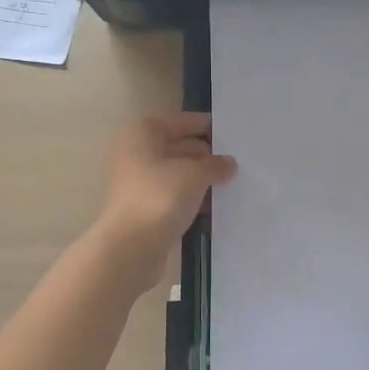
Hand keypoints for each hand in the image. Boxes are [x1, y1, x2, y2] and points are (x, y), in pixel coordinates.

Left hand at [93, 113, 235, 290]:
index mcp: (143, 134)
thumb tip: (228, 163)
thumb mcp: (195, 174)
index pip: (181, 122)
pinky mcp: (144, 209)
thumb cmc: (161, 197)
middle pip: (178, 147)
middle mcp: (137, 153)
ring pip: (177, 173)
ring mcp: (138, 183)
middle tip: (237, 162)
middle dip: (206, 155)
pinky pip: (174, 196)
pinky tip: (214, 205)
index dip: (207, 126)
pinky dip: (192, 198)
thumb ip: (215, 165)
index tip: (233, 134)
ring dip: (201, 179)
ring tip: (232, 183)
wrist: (131, 247)